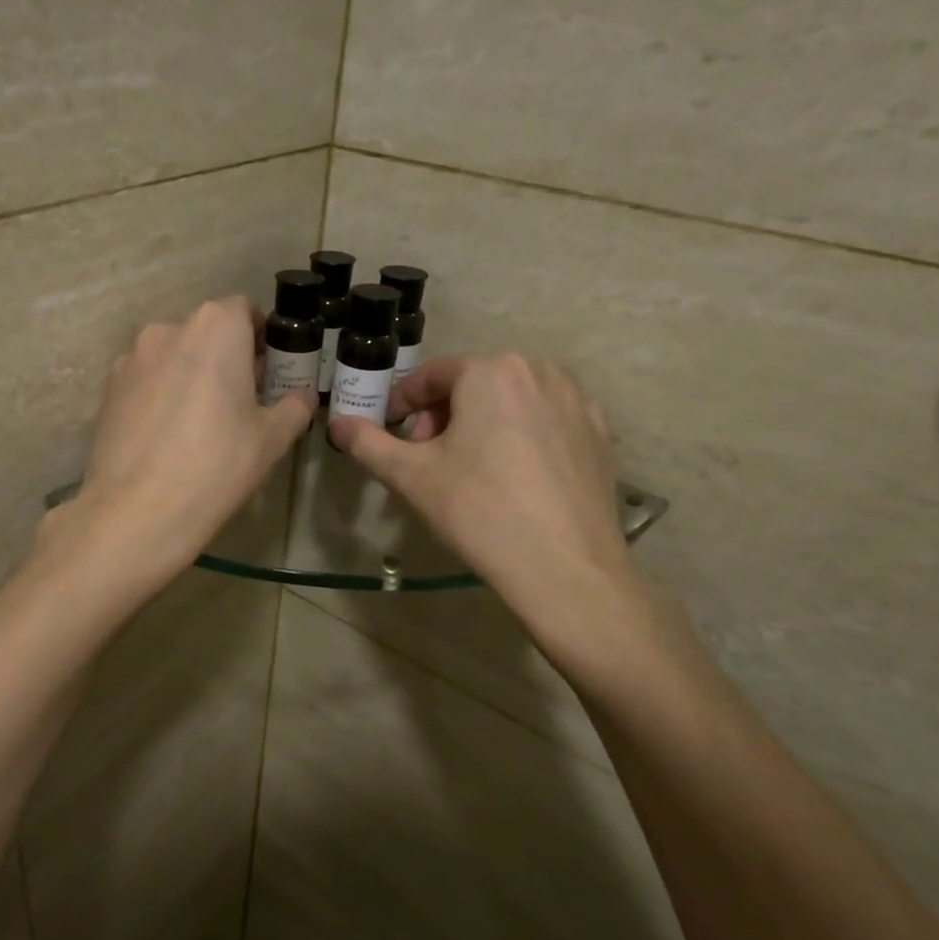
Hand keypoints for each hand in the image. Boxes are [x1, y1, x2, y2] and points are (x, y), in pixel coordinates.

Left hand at [54, 297, 314, 586]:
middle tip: (240, 400)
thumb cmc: (218, 465)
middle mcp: (168, 329)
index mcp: (215, 328)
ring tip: (199, 423)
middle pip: (206, 332)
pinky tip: (166, 436)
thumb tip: (302, 396)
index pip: (244, 311)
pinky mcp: (107, 389)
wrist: (139, 510)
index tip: (268, 371)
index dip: (260, 337)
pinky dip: (160, 395)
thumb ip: (294, 406)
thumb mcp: (272, 438)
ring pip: (172, 356)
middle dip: (226, 357)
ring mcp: (131, 358)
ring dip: (190, 375)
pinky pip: (145, 381)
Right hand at [327, 354, 646, 649]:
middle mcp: (540, 372)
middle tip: (426, 457)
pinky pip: (545, 423)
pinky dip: (521, 438)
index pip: (431, 374)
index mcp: (491, 371)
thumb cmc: (477, 510)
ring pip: (511, 401)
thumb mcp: (410, 476)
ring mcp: (577, 401)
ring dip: (481, 424)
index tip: (391, 431)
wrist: (564, 568)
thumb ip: (368, 443)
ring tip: (469, 469)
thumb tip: (337, 424)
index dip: (402, 402)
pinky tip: (513, 480)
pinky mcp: (601, 435)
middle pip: (473, 384)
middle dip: (442, 415)